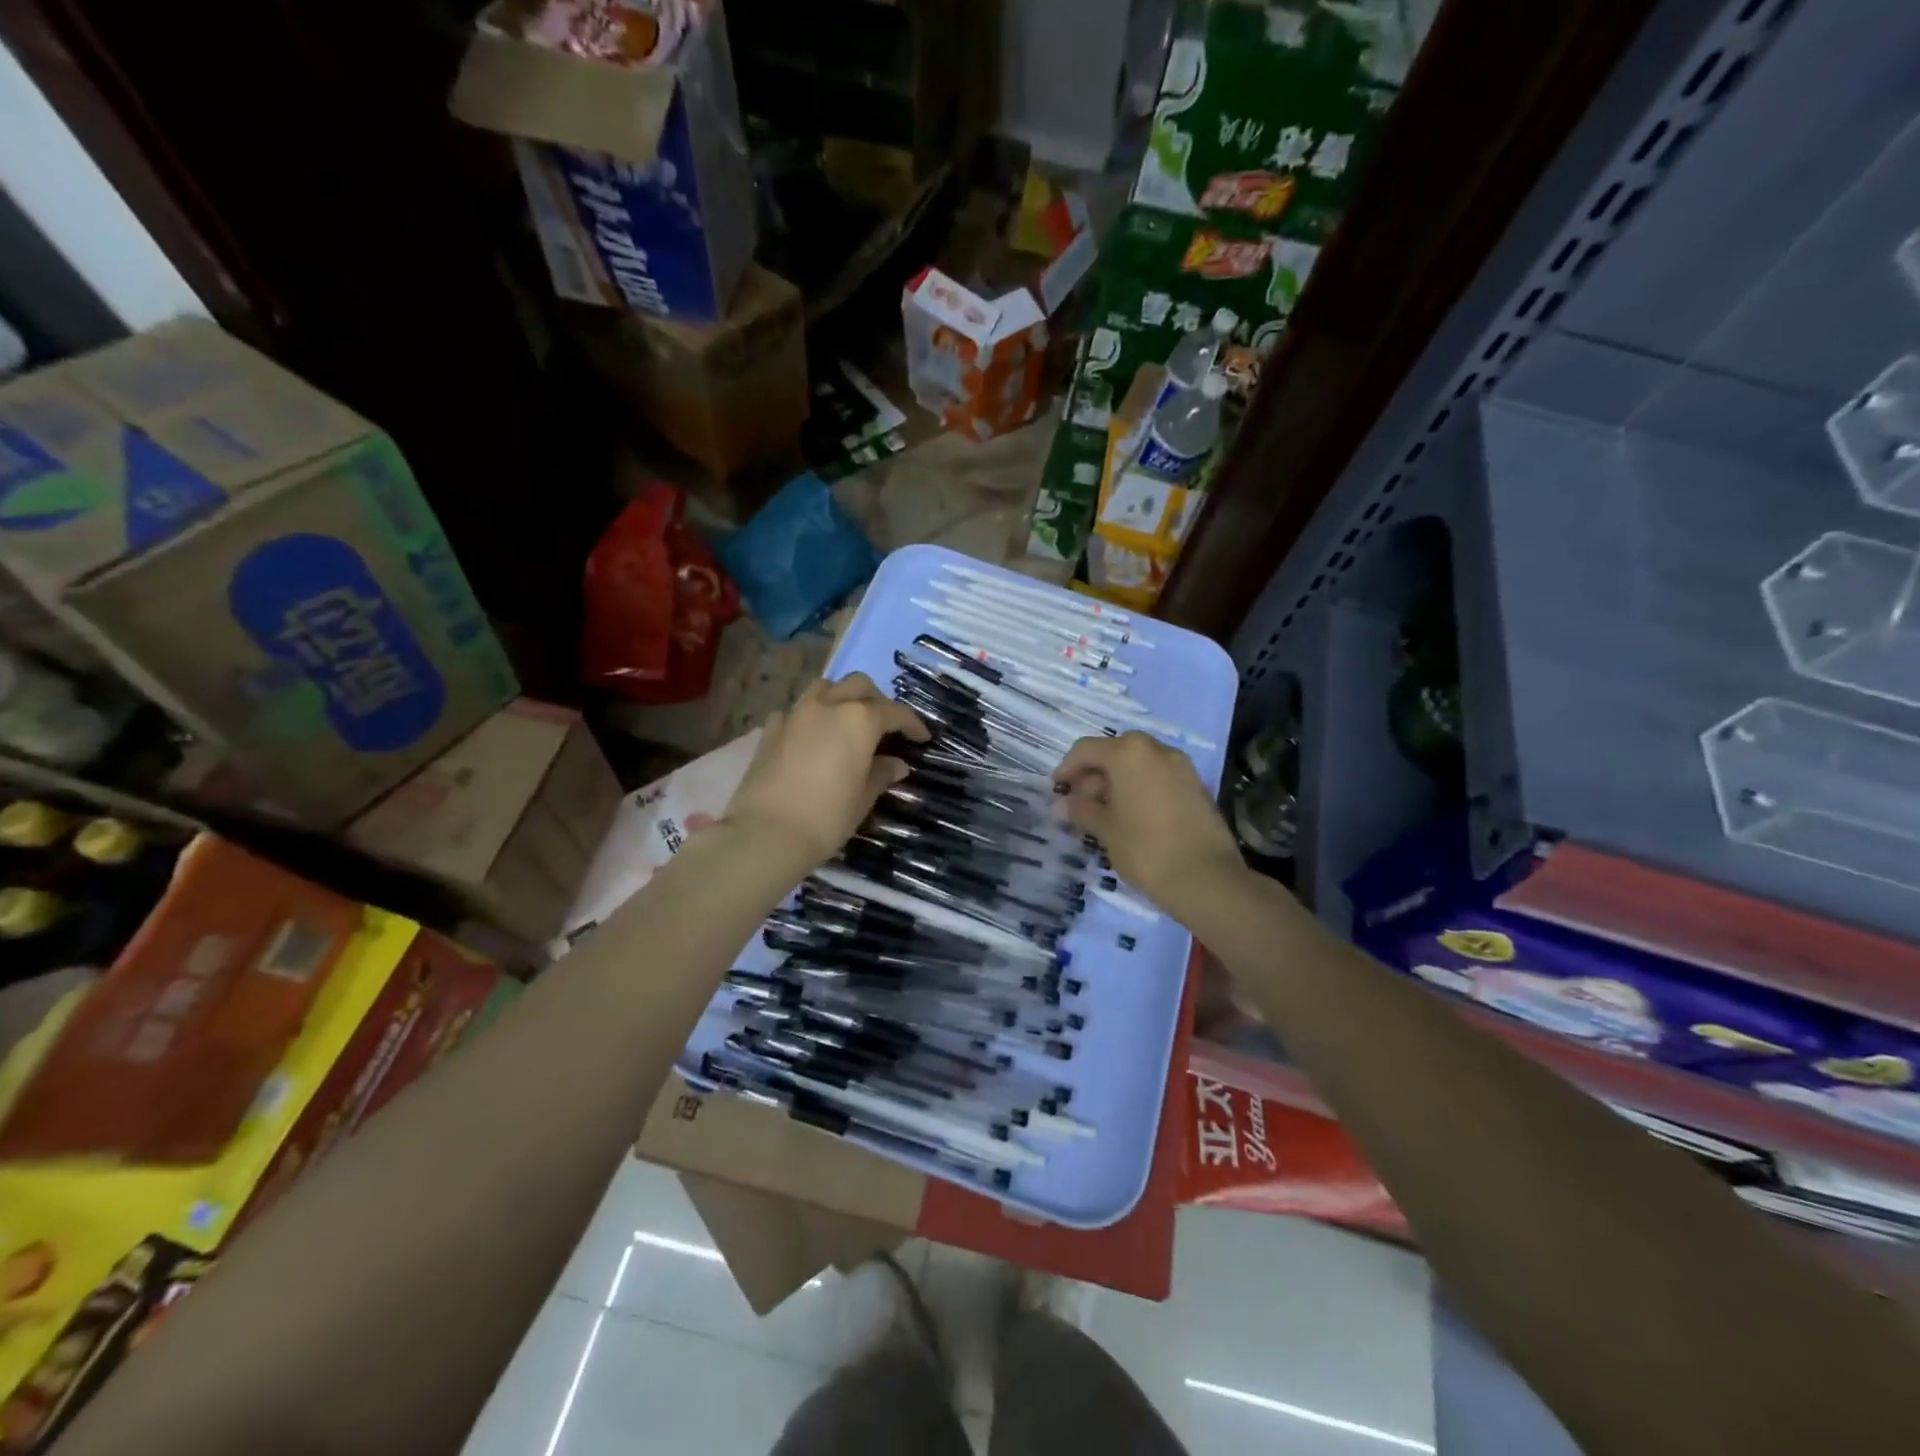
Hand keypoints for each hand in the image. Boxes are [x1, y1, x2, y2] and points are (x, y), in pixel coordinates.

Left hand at [722, 673, 928, 873]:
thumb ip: (882, 773)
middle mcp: (828, 706)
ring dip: (842, 698)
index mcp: (859, 720)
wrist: (766, 833)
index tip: (922, 738)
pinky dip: (810, 716)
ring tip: (848, 722)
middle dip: (877, 701)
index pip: (894, 712)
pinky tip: (812, 736)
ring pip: (824, 688)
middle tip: (886, 725)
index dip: (912, 724)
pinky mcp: (770, 729)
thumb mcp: (864, 798)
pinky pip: (796, 710)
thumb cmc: (827, 817)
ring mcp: (795, 714)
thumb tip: (896, 764)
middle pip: (858, 686)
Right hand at [1054, 732, 1244, 916]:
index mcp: (1128, 753)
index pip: (1086, 749)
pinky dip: (1140, 788)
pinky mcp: (1196, 786)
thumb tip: (1061, 804)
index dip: (1067, 769)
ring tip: (1104, 814)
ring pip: (1138, 765)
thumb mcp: (1105, 829)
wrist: (1206, 878)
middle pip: (1114, 753)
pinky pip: (1158, 777)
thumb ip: (1081, 810)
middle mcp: (1156, 749)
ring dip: (1117, 782)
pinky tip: (1131, 817)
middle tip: (1079, 804)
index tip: (1056, 791)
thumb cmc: (1145, 848)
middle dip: (1093, 775)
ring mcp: (1181, 766)